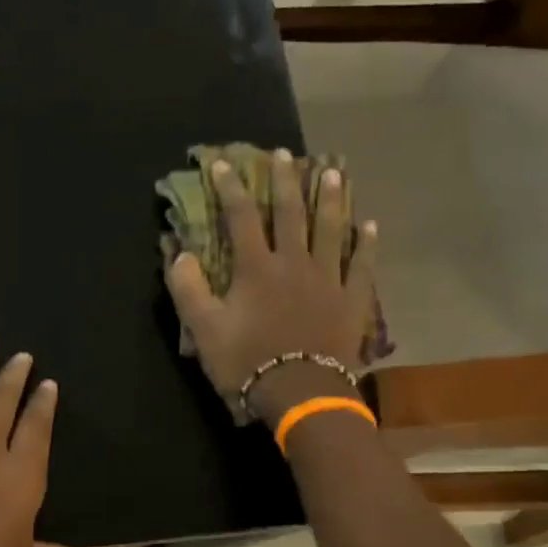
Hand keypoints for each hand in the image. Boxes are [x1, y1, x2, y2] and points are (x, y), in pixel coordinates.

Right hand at [165, 150, 377, 426]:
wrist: (300, 392)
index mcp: (256, 267)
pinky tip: (368, 225)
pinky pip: (361, 265)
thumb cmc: (246, 362)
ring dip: (330, 198)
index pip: (240, 217)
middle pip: (290, 212)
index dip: (230, 188)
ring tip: (332, 172)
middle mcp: (294, 262)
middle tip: (284, 154)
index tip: (222, 163)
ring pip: (331, 229)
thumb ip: (188, 288)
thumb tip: (179, 253)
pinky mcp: (352, 299)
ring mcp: (328, 279)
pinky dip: (365, 244)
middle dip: (284, 180)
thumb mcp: (203, 329)